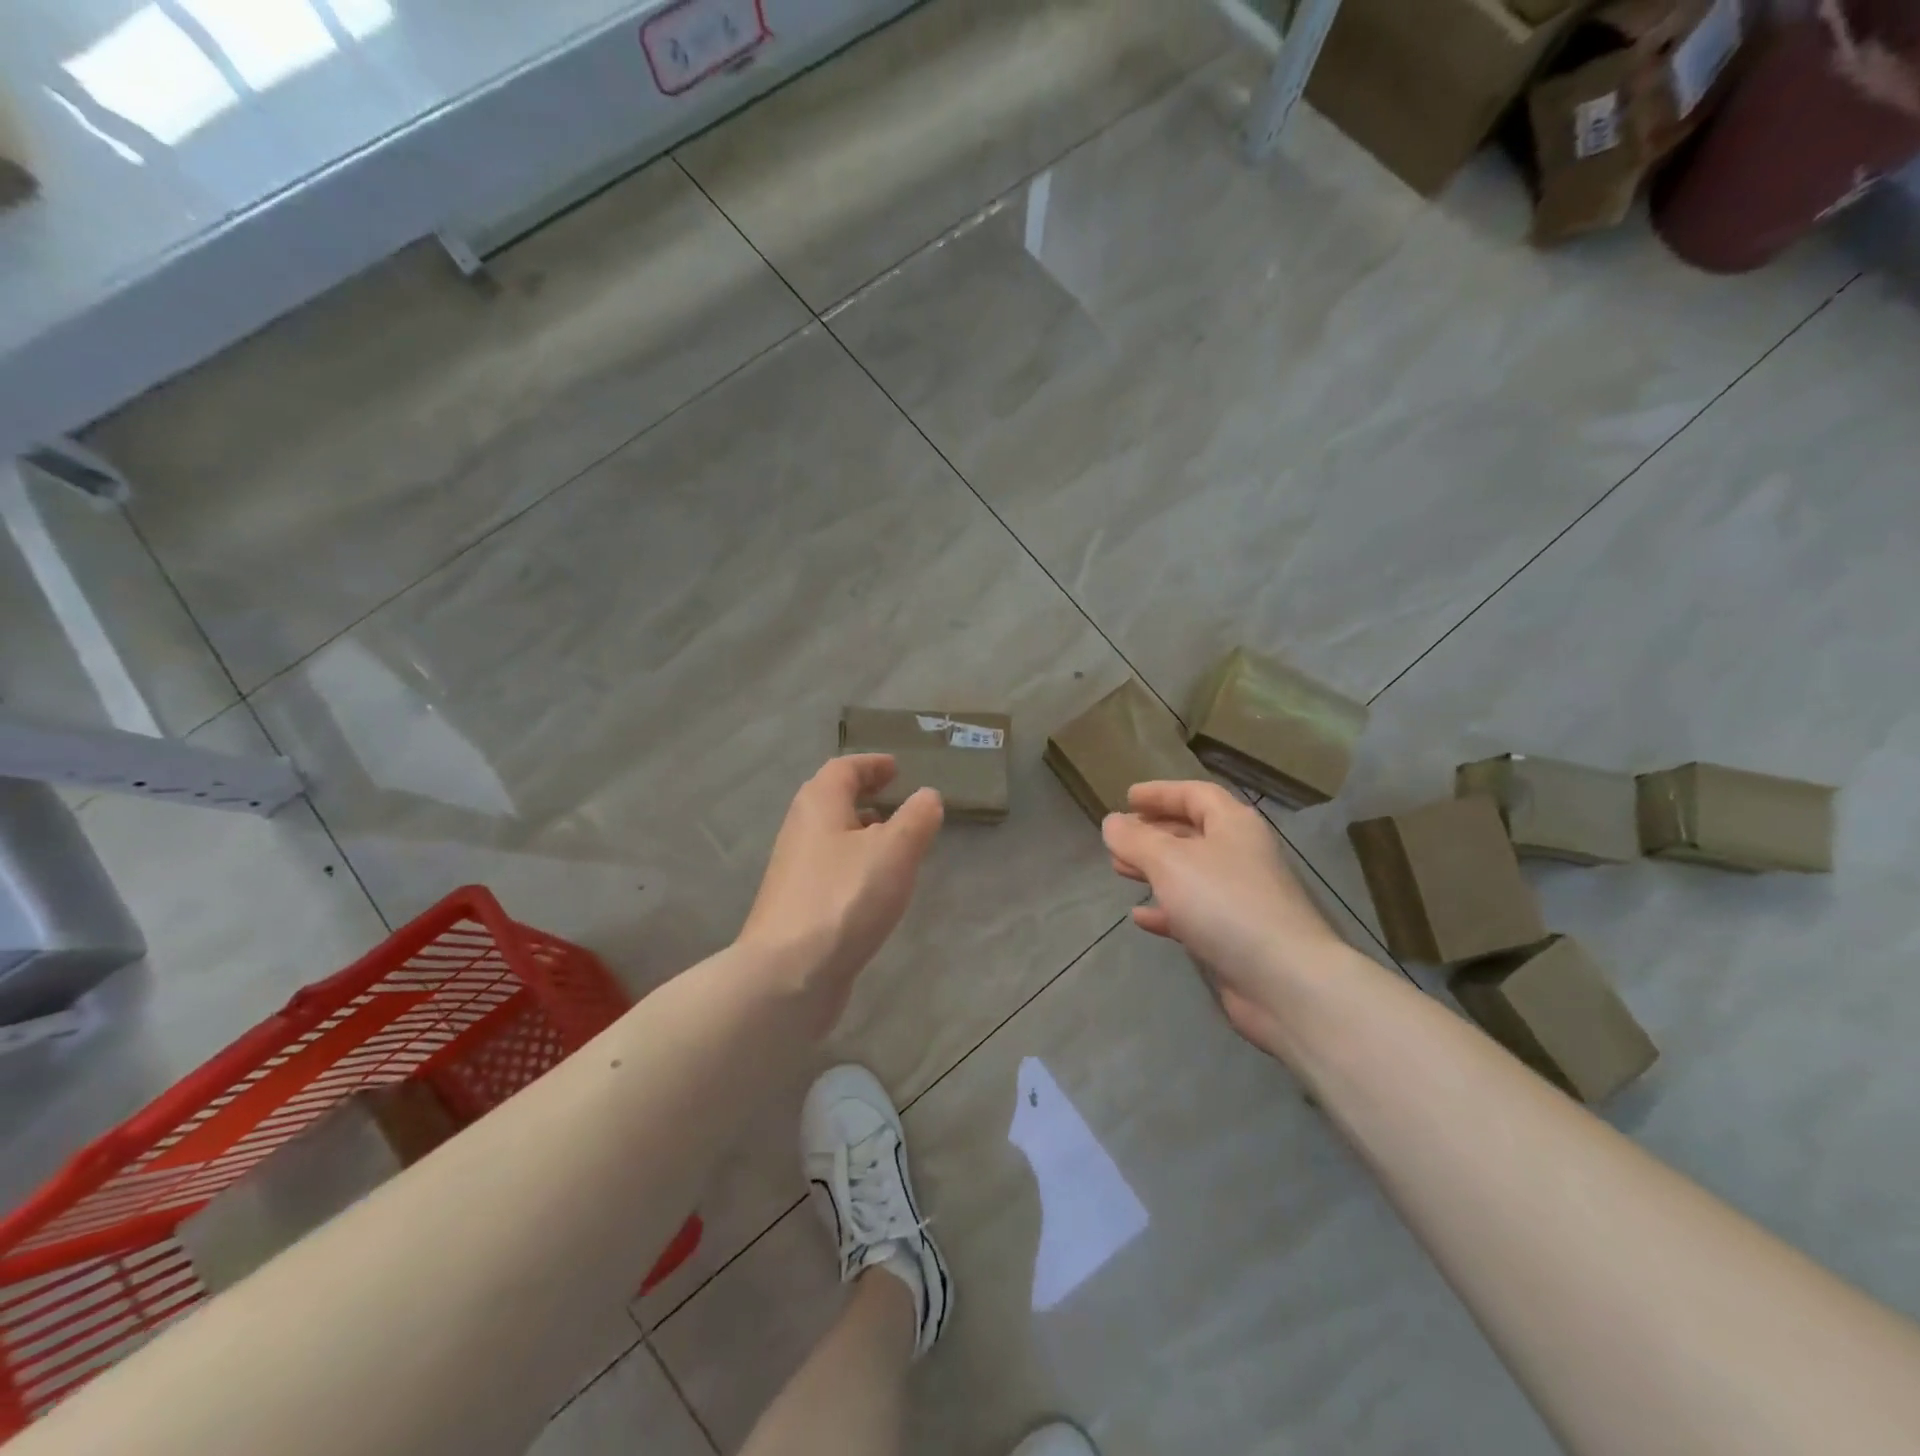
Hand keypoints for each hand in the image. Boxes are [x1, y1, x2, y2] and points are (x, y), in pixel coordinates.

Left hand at [740, 756, 943, 1035]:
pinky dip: (856, 864)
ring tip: (895, 843)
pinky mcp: (798, 906)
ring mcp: (795, 871)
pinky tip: (876, 888)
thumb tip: (927, 796)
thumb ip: (917, 817)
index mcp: (819, 804)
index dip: (872, 765)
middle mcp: (801, 830)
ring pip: (832, 837)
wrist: (788, 974)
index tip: (897, 768)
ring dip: (861, 832)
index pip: (844, 769)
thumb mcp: (894, 850)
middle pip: (832, 800)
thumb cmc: (844, 898)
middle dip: (865, 796)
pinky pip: (831, 869)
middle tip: (897, 800)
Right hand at [1103, 781, 1351, 1054]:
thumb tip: (1111, 822)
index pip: (1195, 794)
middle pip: (1192, 833)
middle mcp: (1240, 855)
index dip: (1161, 792)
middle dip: (1153, 832)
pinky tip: (1140, 916)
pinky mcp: (1236, 936)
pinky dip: (1166, 910)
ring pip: (1190, 873)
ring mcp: (1241, 897)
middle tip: (1119, 838)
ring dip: (1155, 869)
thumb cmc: (1224, 903)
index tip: (1127, 798)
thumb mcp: (1169, 861)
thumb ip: (1135, 839)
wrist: (1284, 980)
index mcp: (1234, 825)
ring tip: (1119, 870)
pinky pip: (1194, 912)